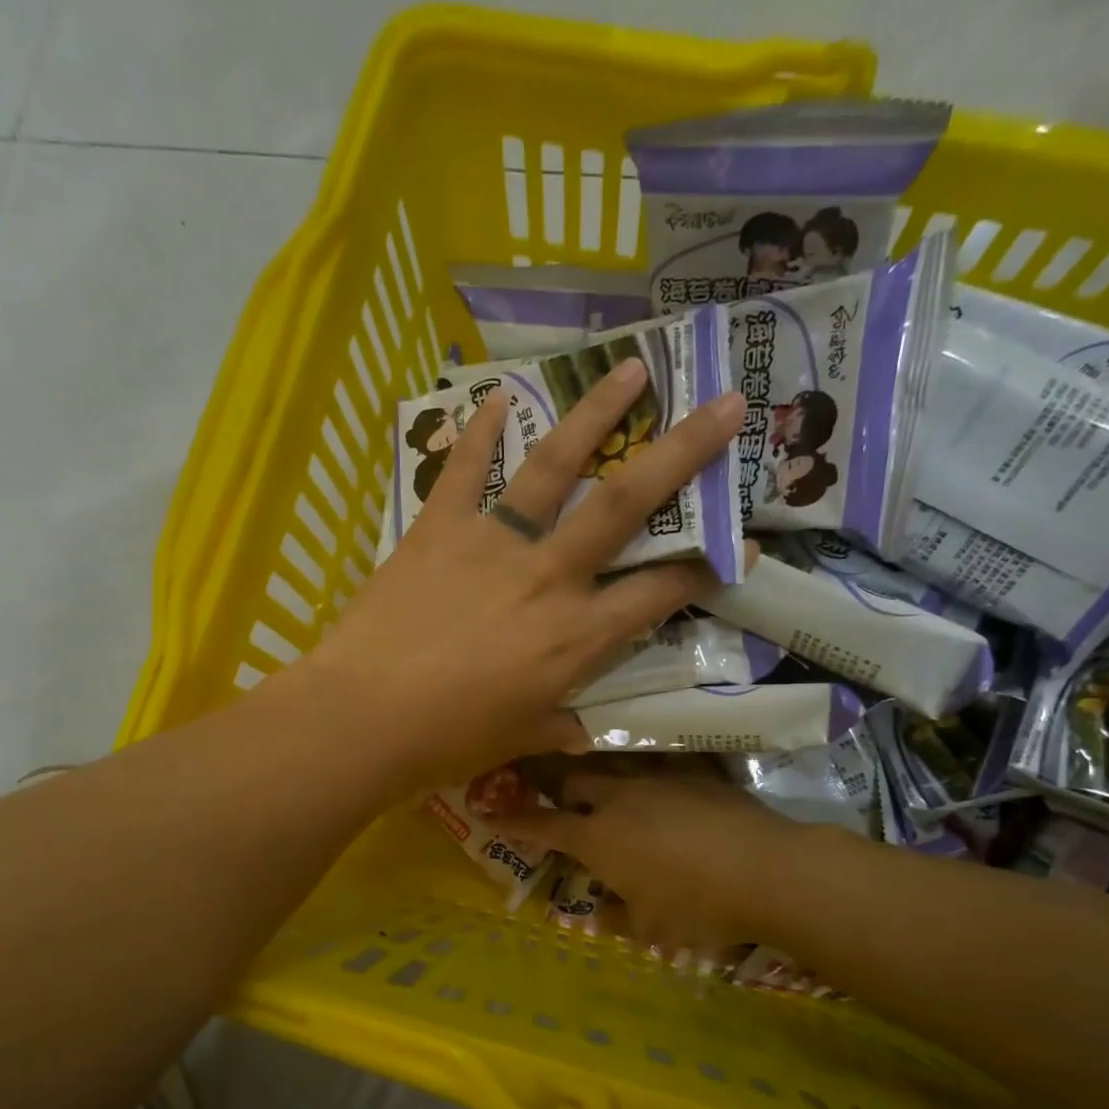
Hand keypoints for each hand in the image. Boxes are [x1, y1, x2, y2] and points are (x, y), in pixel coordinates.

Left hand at [300, 361, 744, 796]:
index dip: (708, 569)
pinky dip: (479, 431)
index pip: (659, 594)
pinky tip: (497, 395)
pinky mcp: (439, 529)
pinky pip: (463, 470)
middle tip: (725, 405)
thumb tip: (580, 733)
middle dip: (683, 452)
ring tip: (632, 367)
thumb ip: (554, 726)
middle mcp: (549, 577)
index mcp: (576, 638)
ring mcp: (494, 544)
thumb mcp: (515, 740)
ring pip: (555, 466)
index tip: (744, 544)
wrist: (364, 717)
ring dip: (596, 413)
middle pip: (626, 504)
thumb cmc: (447, 741)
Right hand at [496, 769, 800, 953]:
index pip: (543, 825)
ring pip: (614, 761)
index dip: (516, 821)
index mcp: (598, 839)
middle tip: (560, 798)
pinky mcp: (694, 770)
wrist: (765, 870)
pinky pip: (662, 759)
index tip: (493, 812)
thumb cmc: (698, 908)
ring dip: (601, 770)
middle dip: (558, 786)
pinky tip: (660, 772)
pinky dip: (651, 767)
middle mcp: (619, 799)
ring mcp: (657, 779)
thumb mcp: (651, 929)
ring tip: (604, 778)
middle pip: (573, 779)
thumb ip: (616, 918)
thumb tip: (598, 912)